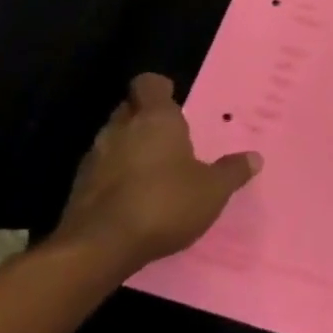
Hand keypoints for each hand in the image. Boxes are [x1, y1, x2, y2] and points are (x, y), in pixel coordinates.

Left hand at [54, 73, 260, 276]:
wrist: (99, 248)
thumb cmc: (164, 203)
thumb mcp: (212, 190)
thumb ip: (232, 171)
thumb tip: (254, 158)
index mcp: (154, 118)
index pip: (148, 83)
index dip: (160, 89)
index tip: (174, 101)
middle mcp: (120, 129)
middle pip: (129, 109)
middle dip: (145, 118)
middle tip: (170, 137)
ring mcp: (94, 158)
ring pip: (113, 140)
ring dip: (129, 149)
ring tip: (154, 170)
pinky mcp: (78, 188)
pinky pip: (101, 170)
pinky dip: (115, 177)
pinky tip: (134, 198)